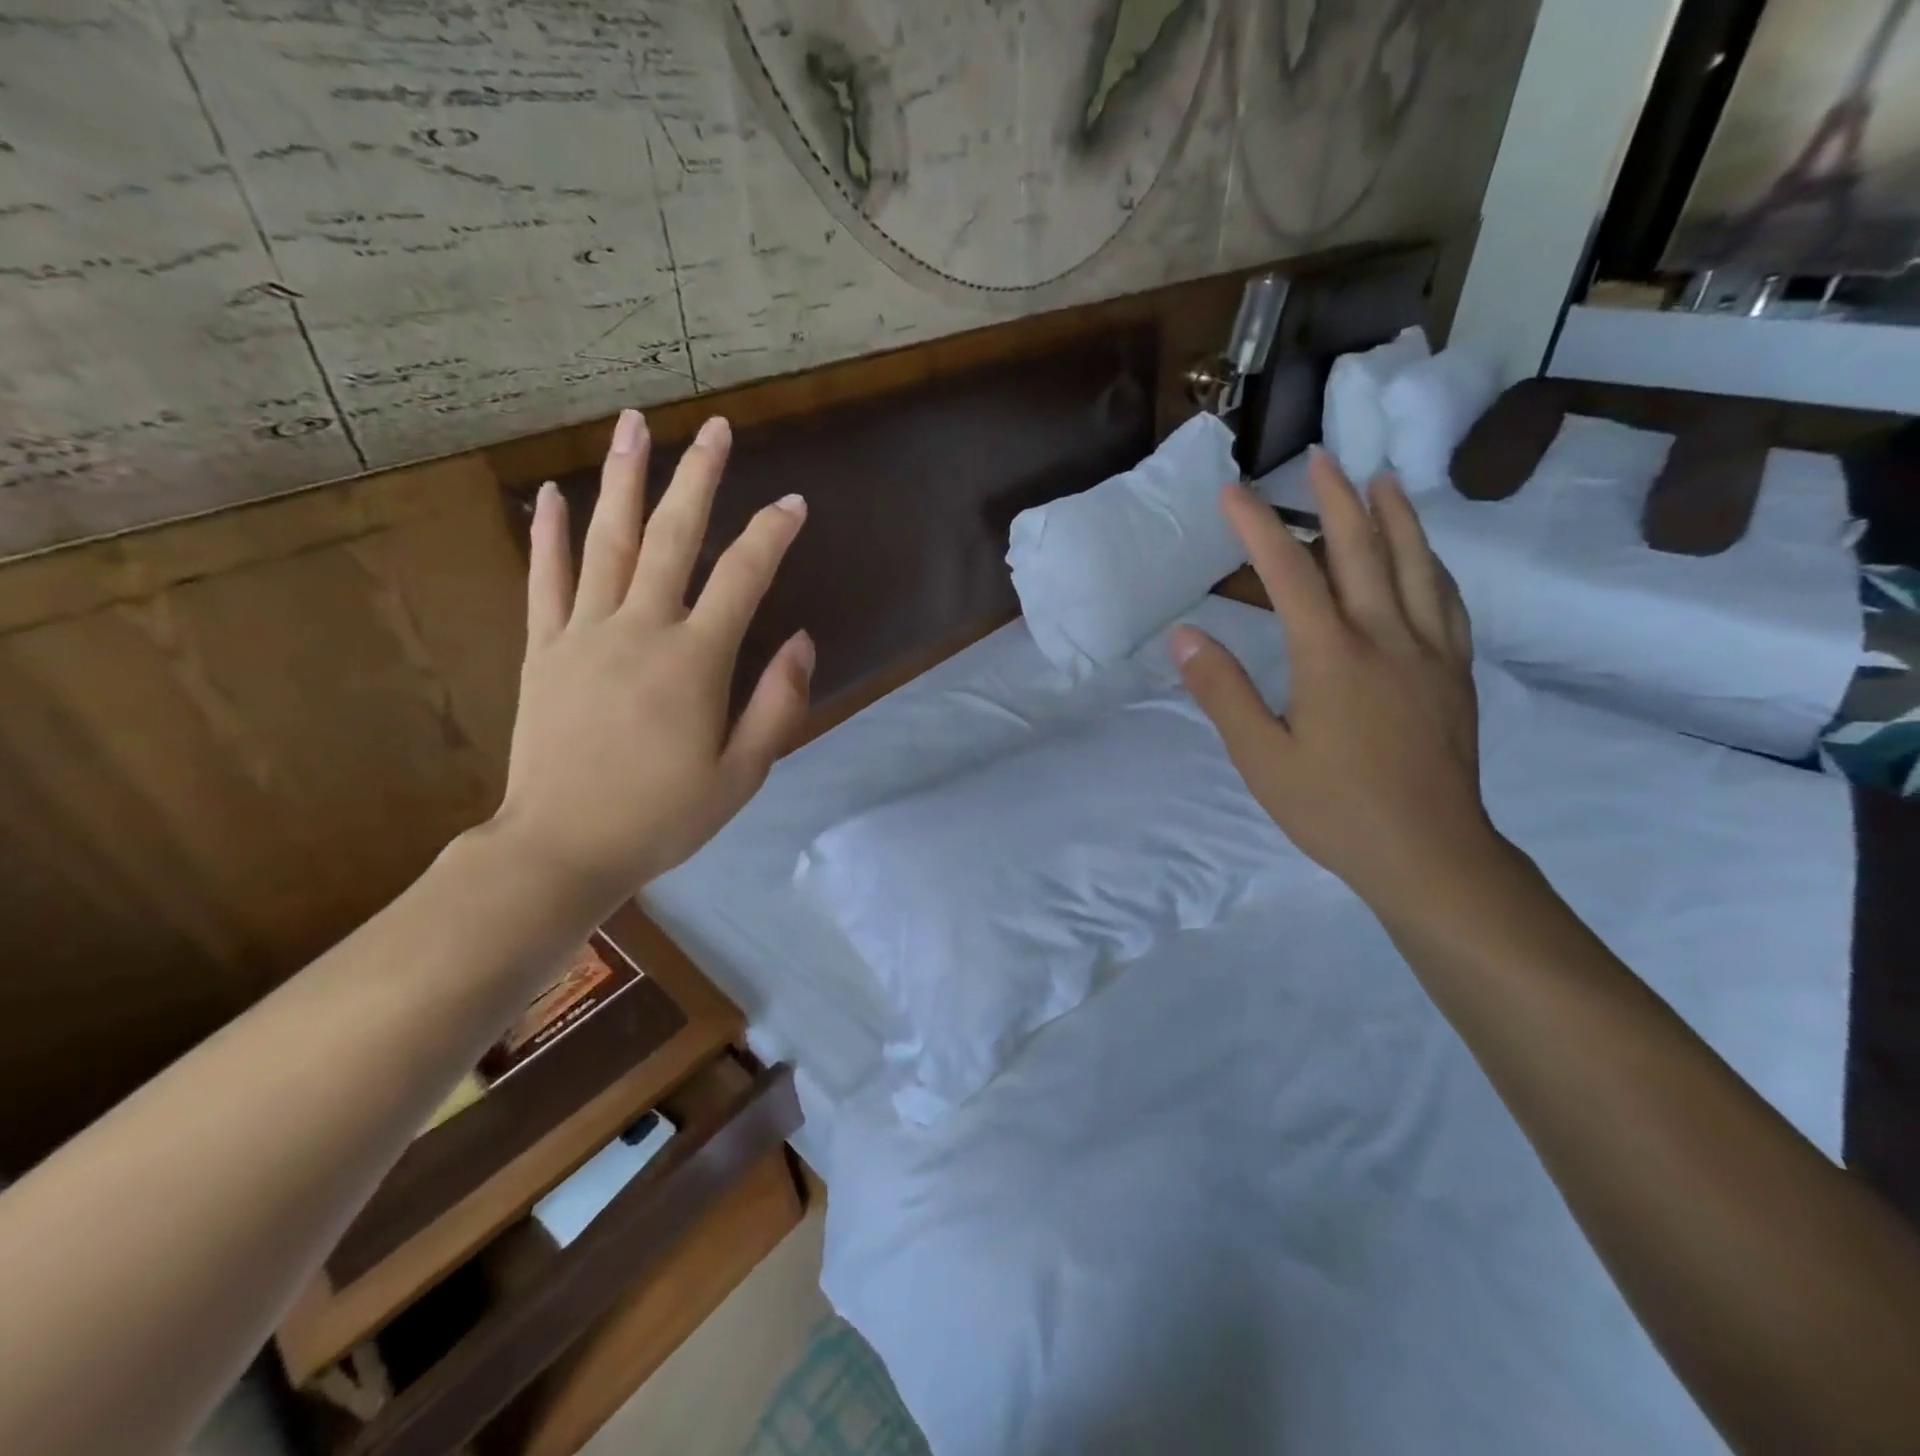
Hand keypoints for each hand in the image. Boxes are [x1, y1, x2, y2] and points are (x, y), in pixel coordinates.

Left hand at [492, 408, 812, 906]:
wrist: (562, 848)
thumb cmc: (662, 817)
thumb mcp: (742, 774)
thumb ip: (777, 704)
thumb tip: (802, 642)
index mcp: (694, 661)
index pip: (742, 577)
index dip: (772, 535)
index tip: (795, 504)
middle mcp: (639, 629)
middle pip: (672, 537)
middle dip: (698, 478)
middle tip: (715, 428)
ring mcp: (583, 633)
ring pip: (606, 541)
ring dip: (623, 479)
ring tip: (634, 425)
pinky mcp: (543, 649)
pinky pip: (545, 580)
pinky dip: (550, 535)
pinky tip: (554, 494)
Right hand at [1172, 450, 1501, 916]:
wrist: (1428, 852)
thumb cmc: (1333, 807)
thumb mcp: (1260, 757)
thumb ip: (1223, 691)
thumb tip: (1186, 636)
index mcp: (1331, 655)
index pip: (1289, 572)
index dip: (1257, 527)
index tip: (1232, 492)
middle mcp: (1385, 637)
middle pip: (1362, 550)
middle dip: (1336, 499)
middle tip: (1320, 458)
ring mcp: (1428, 652)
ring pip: (1416, 565)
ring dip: (1396, 516)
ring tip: (1382, 480)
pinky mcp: (1454, 672)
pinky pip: (1446, 601)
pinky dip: (1432, 565)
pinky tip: (1427, 557)